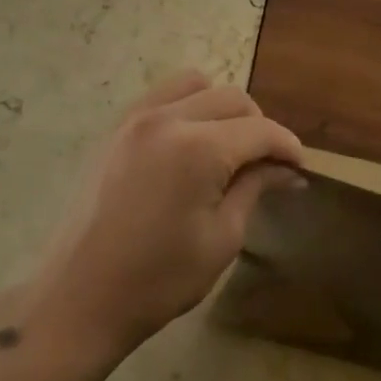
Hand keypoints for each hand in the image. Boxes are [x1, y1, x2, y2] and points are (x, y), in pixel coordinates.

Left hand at [16, 72, 302, 365]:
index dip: (287, 146)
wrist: (80, 296)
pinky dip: (187, 107)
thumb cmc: (159, 279)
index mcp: (198, 148)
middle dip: (258, 125)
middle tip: (267, 163)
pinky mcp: (115, 129)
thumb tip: (288, 169)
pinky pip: (162, 97)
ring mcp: (135, 118)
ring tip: (228, 147)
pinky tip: (191, 144)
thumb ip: (255, 188)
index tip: (301, 168)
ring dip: (222, 108)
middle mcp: (166, 119)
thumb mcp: (221, 237)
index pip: (260, 130)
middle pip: (231, 98)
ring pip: (195, 85)